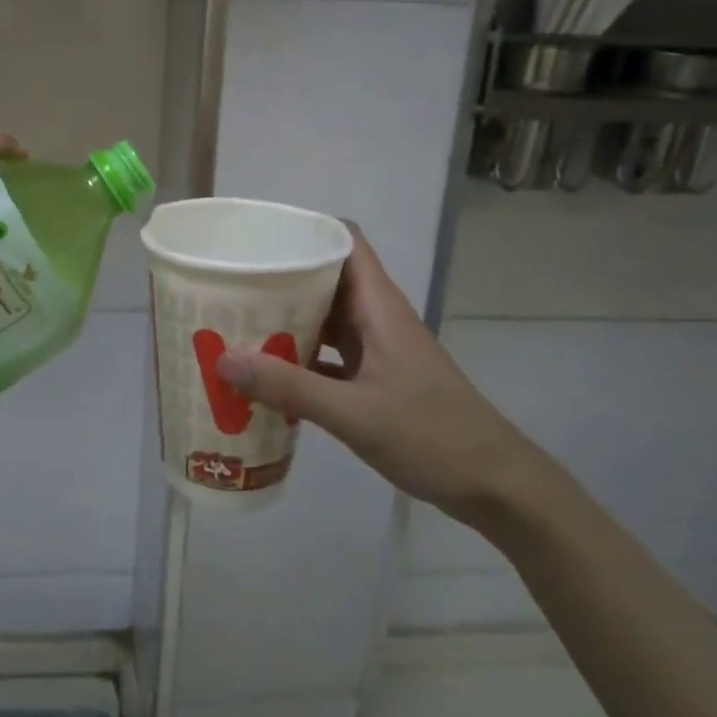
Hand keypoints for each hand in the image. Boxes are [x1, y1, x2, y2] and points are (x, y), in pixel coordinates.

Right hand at [215, 226, 540, 522]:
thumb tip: (222, 359)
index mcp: (379, 307)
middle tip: (229, 285)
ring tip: (235, 324)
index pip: (344, 241)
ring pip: (324, 319)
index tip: (257, 238)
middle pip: (325, 278)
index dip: (305, 230)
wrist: (495, 486)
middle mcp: (376, 319)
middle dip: (279, 278)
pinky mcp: (374, 380)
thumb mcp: (356, 413)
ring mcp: (377, 350)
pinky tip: (265, 376)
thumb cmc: (433, 436)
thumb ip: (290, 387)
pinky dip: (298, 360)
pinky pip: (327, 357)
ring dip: (285, 320)